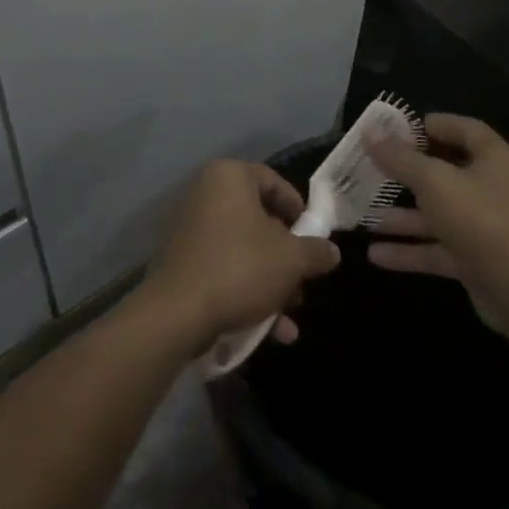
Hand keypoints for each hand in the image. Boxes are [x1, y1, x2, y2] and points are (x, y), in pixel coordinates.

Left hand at [141, 160, 341, 351]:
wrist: (177, 314)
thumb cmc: (240, 268)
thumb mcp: (291, 260)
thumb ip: (316, 252)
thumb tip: (331, 251)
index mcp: (230, 177)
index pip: (274, 181)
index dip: (299, 210)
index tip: (314, 237)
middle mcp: (207, 194)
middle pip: (260, 220)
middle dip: (287, 258)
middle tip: (304, 282)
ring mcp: (192, 229)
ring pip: (245, 251)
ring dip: (272, 284)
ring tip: (290, 317)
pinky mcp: (185, 263)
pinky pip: (226, 270)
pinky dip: (248, 294)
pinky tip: (271, 332)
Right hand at [366, 113, 508, 339]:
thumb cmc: (480, 220)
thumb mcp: (434, 182)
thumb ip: (400, 158)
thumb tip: (369, 132)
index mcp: (494, 159)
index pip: (463, 129)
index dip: (431, 125)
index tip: (395, 129)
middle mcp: (492, 188)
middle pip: (446, 172)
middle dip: (407, 173)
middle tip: (372, 168)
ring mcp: (485, 226)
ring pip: (438, 214)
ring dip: (402, 216)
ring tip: (364, 214)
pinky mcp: (477, 260)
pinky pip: (438, 248)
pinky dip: (410, 250)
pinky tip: (376, 254)